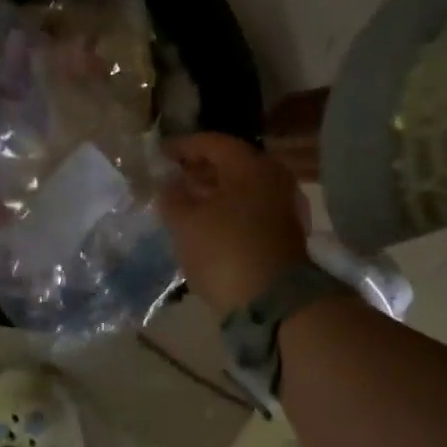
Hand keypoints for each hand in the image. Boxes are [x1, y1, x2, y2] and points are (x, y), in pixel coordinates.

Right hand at [156, 133, 309, 314]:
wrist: (274, 303)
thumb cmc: (225, 252)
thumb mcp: (186, 223)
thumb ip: (173, 197)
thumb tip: (169, 182)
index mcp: (250, 165)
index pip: (212, 143)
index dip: (183, 147)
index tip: (160, 154)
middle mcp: (274, 178)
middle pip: (231, 165)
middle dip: (200, 170)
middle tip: (173, 179)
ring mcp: (285, 206)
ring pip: (243, 190)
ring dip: (214, 194)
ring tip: (186, 205)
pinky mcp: (286, 234)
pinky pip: (252, 211)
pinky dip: (229, 212)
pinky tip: (209, 226)